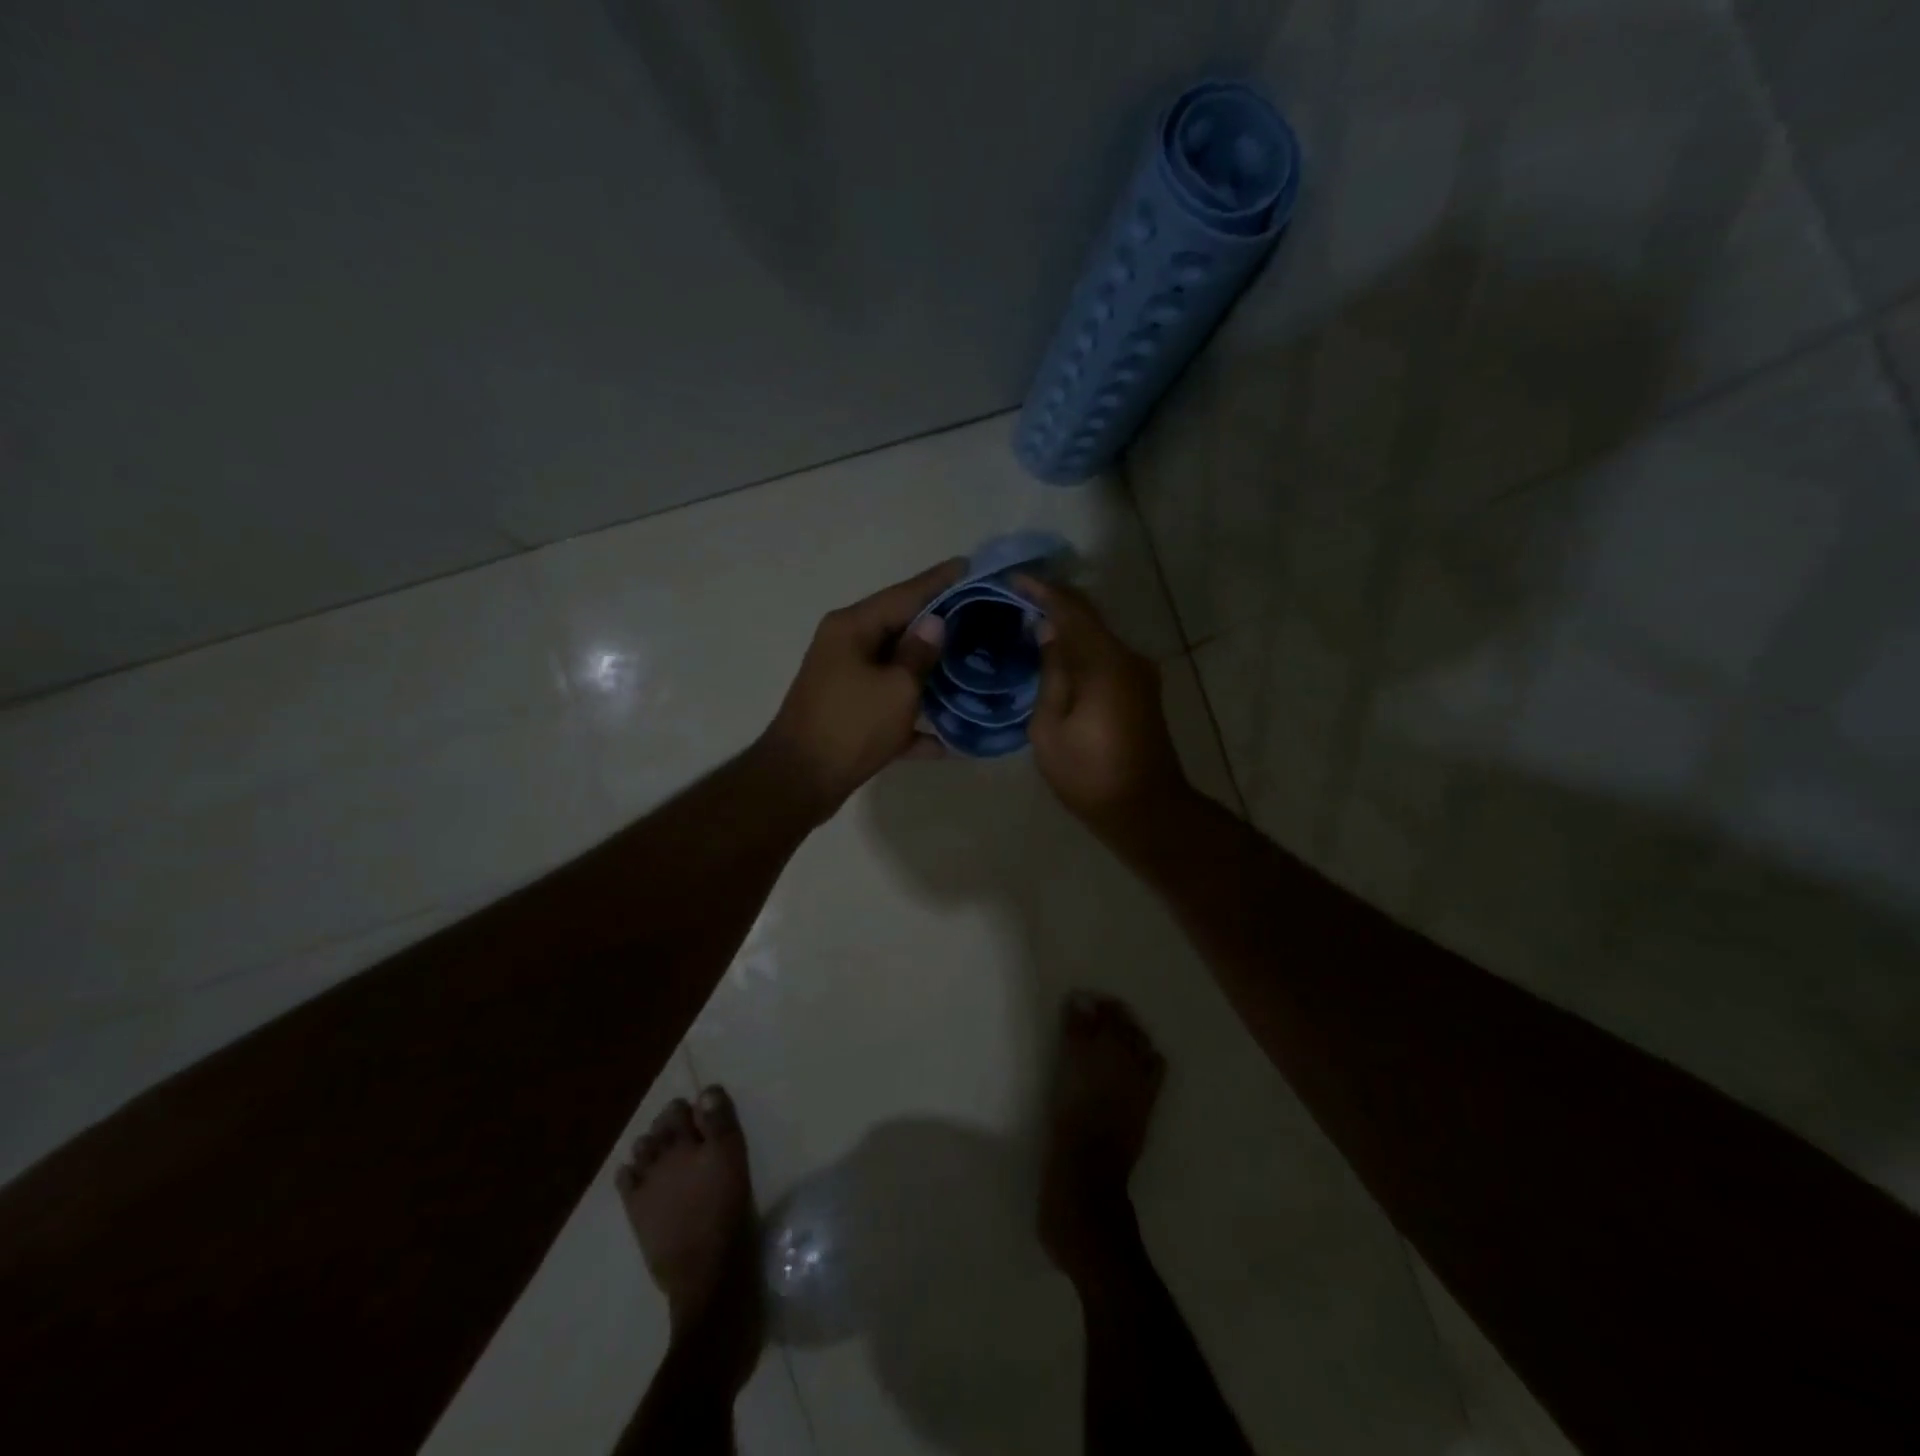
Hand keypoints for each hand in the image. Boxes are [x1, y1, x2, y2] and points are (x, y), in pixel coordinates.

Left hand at [759, 559, 962, 819]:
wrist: (799, 782)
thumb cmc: (851, 727)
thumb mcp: (896, 688)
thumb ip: (919, 653)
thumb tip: (936, 623)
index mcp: (853, 627)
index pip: (905, 593)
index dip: (940, 581)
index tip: (970, 566)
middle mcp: (846, 645)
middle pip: (901, 627)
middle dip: (941, 625)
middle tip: (984, 617)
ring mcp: (846, 680)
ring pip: (898, 667)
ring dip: (932, 672)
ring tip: (975, 665)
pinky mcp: (850, 713)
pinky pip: (891, 705)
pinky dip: (917, 718)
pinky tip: (952, 738)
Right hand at [1017, 576, 1188, 833]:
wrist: (1146, 809)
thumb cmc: (1089, 774)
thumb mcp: (1050, 729)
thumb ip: (1050, 674)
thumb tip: (1047, 631)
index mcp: (1104, 664)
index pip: (1070, 609)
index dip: (1041, 590)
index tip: (1011, 578)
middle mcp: (1127, 657)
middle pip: (1089, 615)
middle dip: (1054, 601)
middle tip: (1016, 596)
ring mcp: (1139, 672)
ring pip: (1098, 633)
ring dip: (1067, 623)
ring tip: (1029, 620)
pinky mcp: (1141, 688)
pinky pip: (1106, 653)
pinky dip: (1081, 645)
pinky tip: (1056, 651)